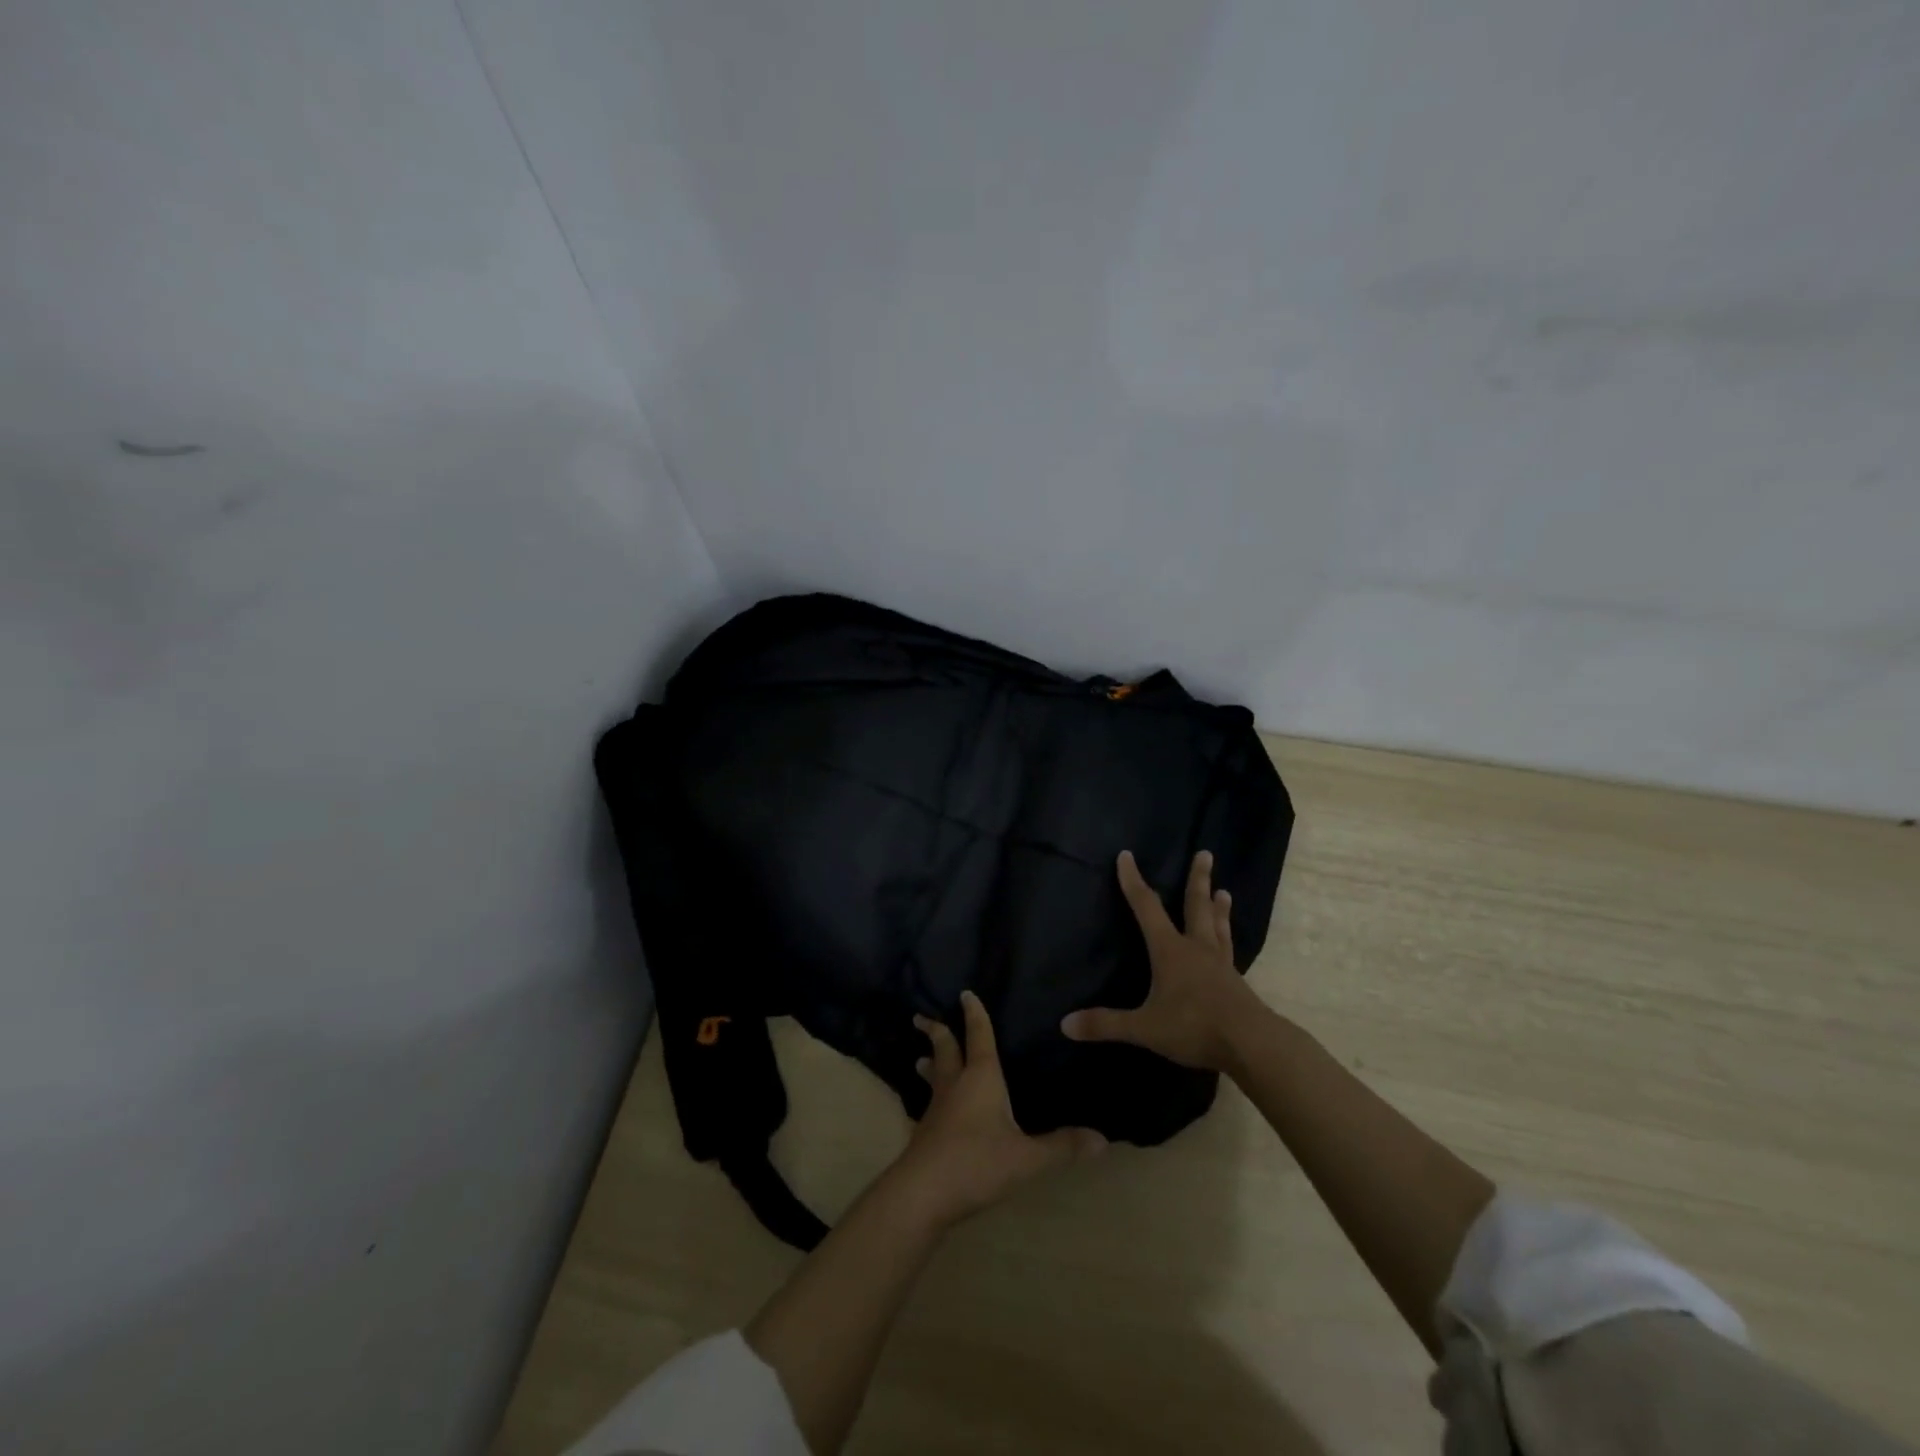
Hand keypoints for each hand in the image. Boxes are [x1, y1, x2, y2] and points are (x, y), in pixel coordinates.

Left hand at [889, 990, 1105, 1226]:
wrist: (922, 1193)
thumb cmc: (976, 1162)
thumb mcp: (1026, 1157)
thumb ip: (1062, 1147)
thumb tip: (1103, 1139)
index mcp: (980, 1078)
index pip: (979, 1036)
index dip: (975, 1014)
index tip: (965, 993)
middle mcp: (955, 1085)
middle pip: (944, 1050)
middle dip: (936, 1032)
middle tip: (920, 1018)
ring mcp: (936, 1109)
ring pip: (933, 1077)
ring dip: (929, 1064)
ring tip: (921, 1059)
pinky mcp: (925, 1134)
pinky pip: (930, 1104)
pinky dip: (932, 1097)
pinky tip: (933, 1110)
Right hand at [1061, 849, 1261, 1071]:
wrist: (1251, 1044)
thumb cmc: (1194, 1026)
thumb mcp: (1145, 1027)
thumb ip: (1106, 1024)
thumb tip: (1065, 1023)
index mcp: (1170, 950)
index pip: (1146, 908)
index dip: (1133, 882)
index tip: (1127, 856)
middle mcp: (1196, 948)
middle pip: (1196, 906)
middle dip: (1197, 879)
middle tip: (1206, 853)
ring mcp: (1220, 964)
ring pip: (1218, 926)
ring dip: (1218, 908)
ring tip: (1224, 891)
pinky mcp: (1237, 983)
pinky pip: (1229, 951)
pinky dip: (1227, 939)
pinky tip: (1229, 943)